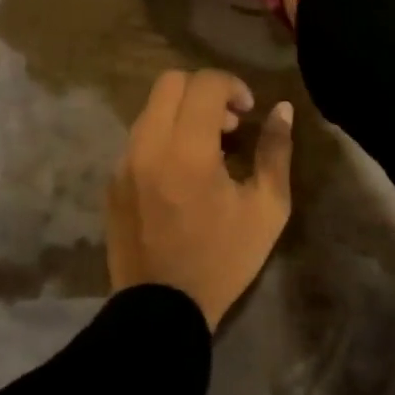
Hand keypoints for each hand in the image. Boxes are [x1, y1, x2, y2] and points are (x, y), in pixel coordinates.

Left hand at [106, 69, 295, 328]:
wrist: (161, 311)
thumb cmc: (222, 260)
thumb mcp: (267, 209)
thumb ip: (275, 151)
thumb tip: (282, 109)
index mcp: (187, 150)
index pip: (204, 83)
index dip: (233, 86)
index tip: (247, 113)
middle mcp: (148, 146)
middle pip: (170, 82)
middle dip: (204, 91)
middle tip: (228, 124)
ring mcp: (123, 163)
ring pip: (151, 108)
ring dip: (182, 113)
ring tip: (207, 150)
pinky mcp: (112, 181)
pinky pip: (138, 138)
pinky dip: (163, 137)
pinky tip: (181, 173)